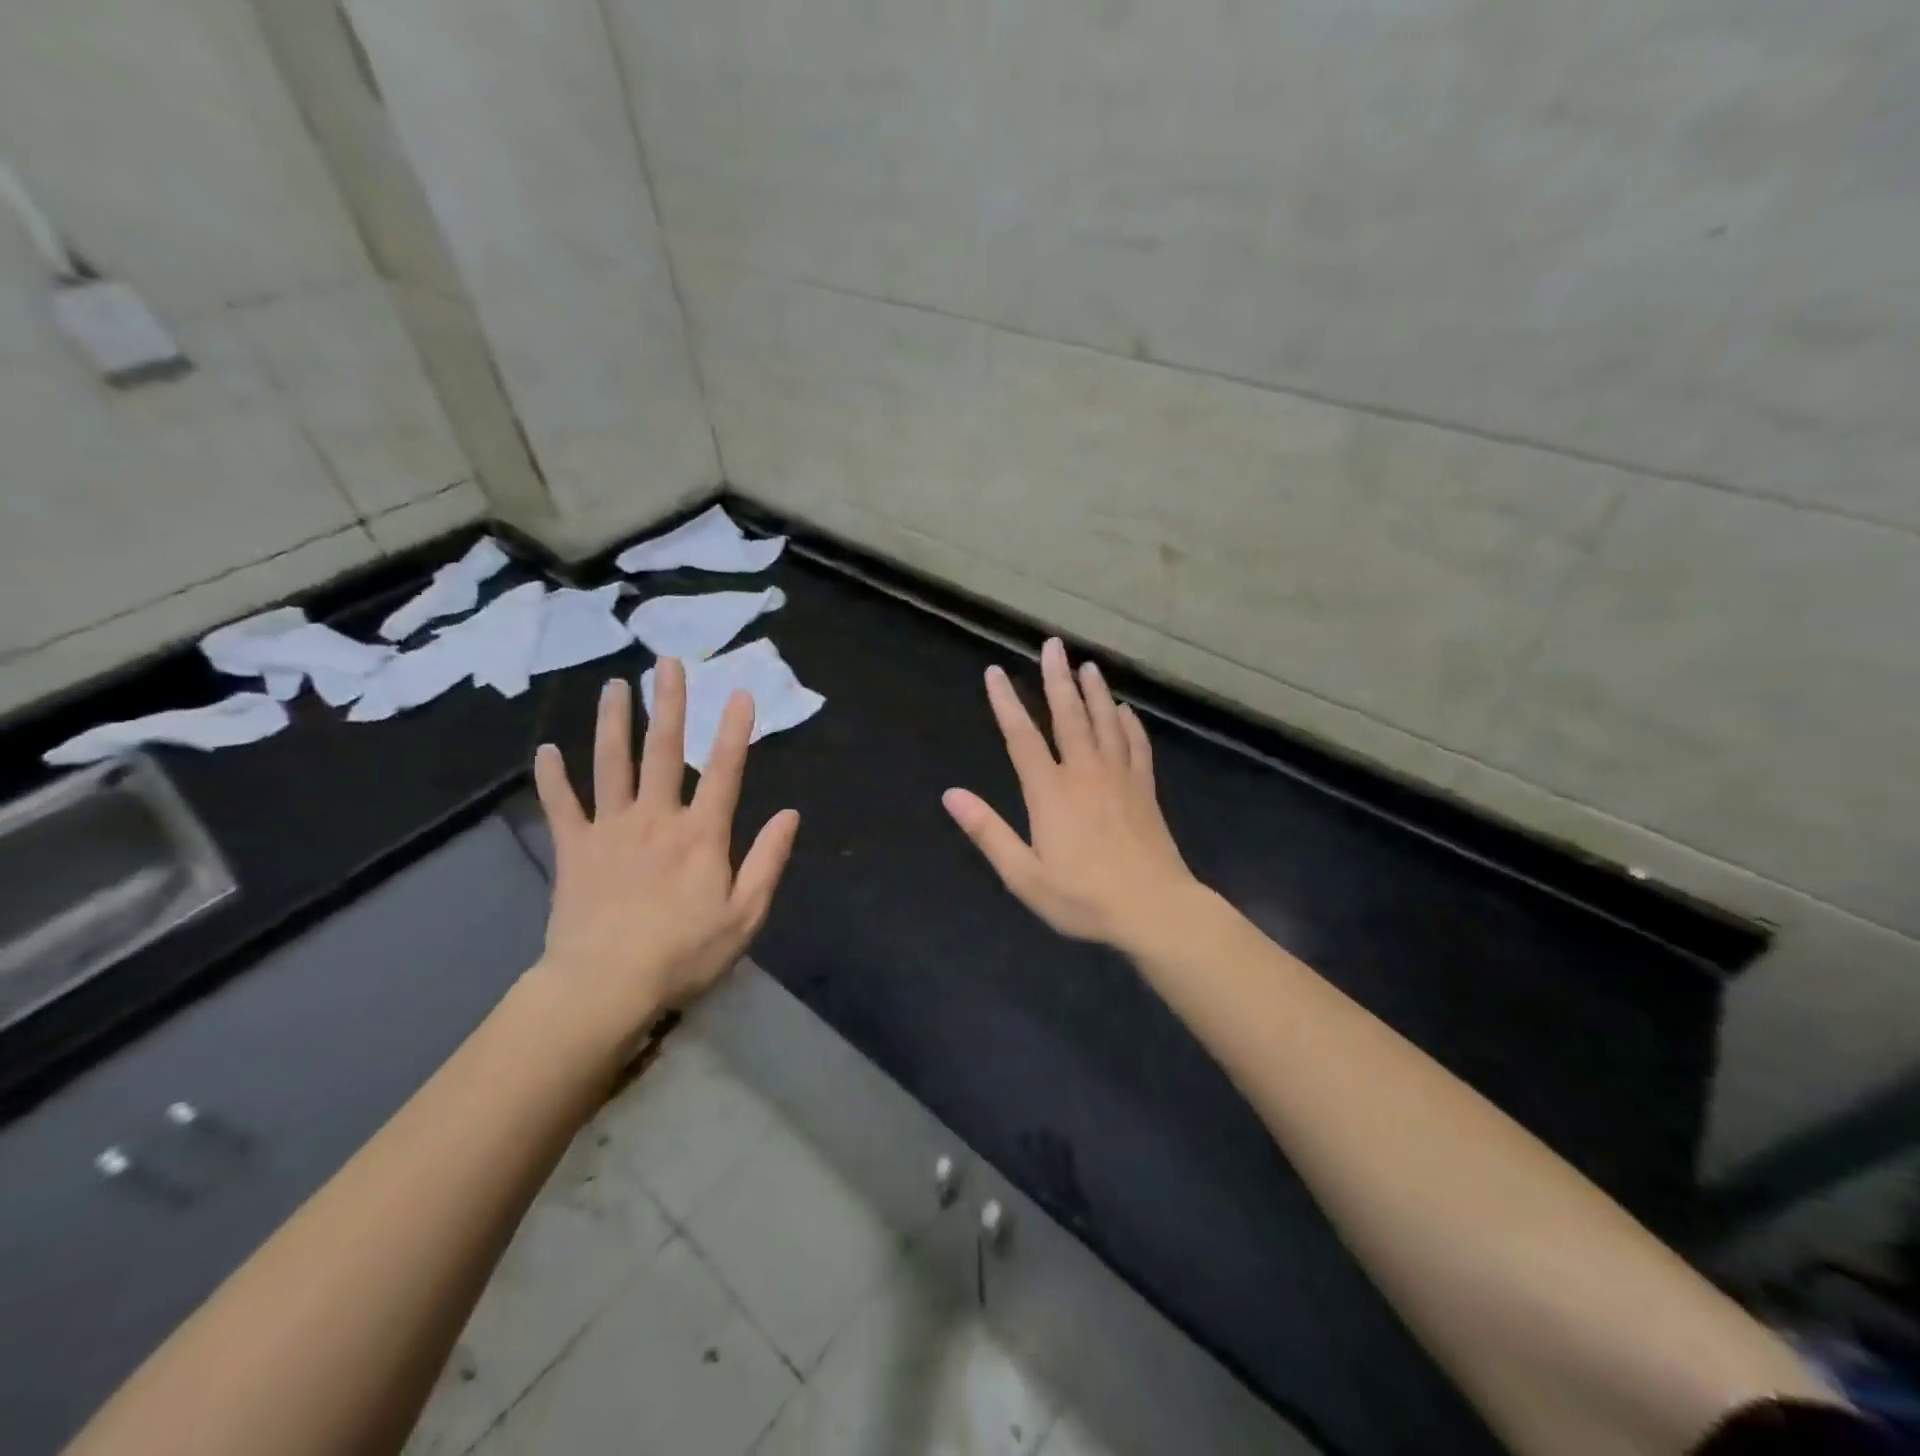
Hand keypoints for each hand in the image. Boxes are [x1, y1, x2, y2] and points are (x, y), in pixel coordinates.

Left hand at [526, 662, 799, 1067]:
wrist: (603, 988)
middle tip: (666, 663)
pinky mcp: (573, 849)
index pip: (724, 771)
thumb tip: (789, 815)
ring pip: (610, 764)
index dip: (734, 730)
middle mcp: (655, 818)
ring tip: (614, 686)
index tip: (740, 692)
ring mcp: (610, 830)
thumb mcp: (745, 916)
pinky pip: (560, 805)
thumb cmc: (683, 955)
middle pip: (663, 751)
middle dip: (669, 704)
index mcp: (701, 835)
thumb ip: (768, 861)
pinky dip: (551, 778)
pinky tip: (544, 750)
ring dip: (613, 722)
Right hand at [943, 638, 1197, 951]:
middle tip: (1053, 645)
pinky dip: (1129, 724)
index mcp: (1050, 792)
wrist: (1154, 909)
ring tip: (1088, 665)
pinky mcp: (1145, 790)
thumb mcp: (1024, 875)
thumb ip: (988, 832)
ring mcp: (1120, 778)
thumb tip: (951, 795)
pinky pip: (1137, 746)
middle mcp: (1085, 773)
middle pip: (1068, 716)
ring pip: (1105, 722)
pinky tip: (1126, 710)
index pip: (1021, 737)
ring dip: (1094, 692)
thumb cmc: (1084, 897)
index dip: (1005, 702)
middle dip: (1057, 678)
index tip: (994, 672)